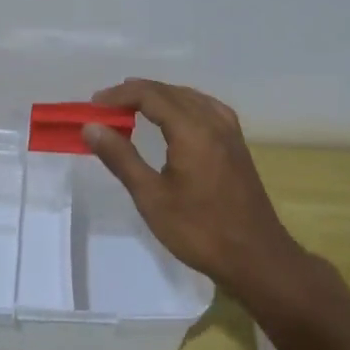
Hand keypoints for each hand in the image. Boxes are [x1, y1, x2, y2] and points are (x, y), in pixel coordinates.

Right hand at [82, 78, 303, 296]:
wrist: (257, 258)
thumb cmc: (200, 230)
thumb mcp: (152, 197)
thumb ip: (121, 158)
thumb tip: (92, 127)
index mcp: (192, 129)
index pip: (150, 95)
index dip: (119, 95)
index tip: (93, 105)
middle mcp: (213, 120)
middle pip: (169, 91)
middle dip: (135, 94)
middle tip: (106, 108)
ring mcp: (229, 130)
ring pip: (188, 97)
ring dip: (158, 97)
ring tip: (131, 108)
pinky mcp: (236, 143)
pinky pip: (205, 107)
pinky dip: (181, 104)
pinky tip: (173, 118)